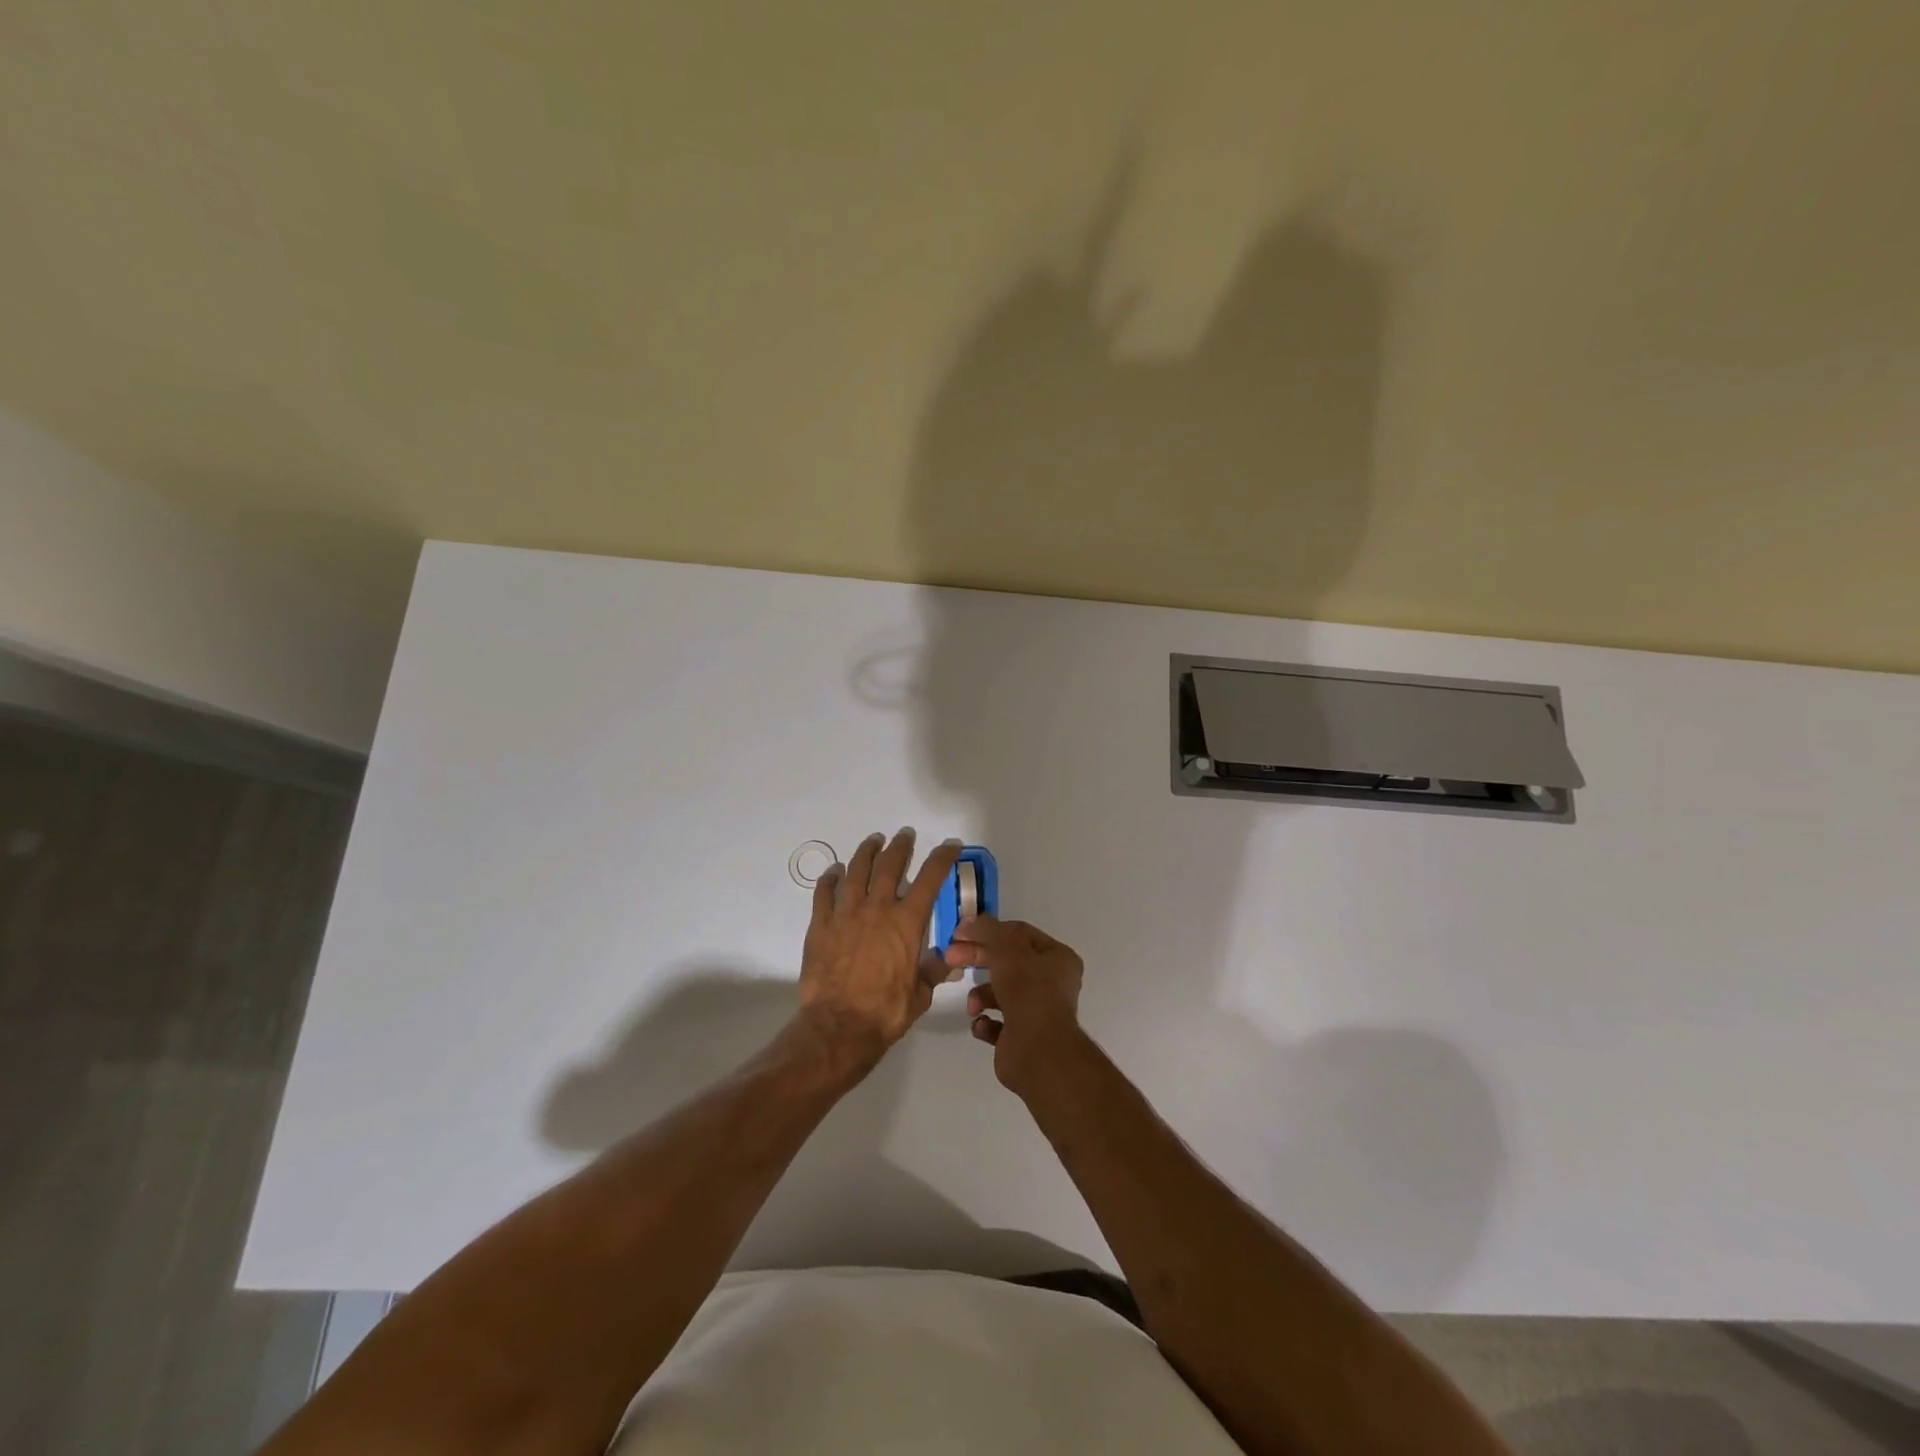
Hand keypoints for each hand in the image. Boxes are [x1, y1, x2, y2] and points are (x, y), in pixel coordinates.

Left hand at [797, 829, 959, 1072]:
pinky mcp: (821, 925)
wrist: (839, 1026)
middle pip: (890, 865)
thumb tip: (948, 960)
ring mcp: (846, 914)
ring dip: (867, 852)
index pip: (930, 879)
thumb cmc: (886, 1011)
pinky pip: (824, 892)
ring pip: (857, 870)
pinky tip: (835, 871)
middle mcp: (877, 909)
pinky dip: (831, 878)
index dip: (942, 857)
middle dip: (900, 846)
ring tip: (873, 841)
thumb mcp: (920, 994)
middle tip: (905, 835)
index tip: (950, 844)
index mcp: (907, 922)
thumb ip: (933, 971)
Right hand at [945, 916, 1084, 1096]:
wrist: (1037, 1053)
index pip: (1019, 934)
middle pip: (1006, 961)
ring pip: (999, 992)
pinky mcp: (1020, 1037)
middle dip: (977, 958)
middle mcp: (1050, 983)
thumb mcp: (1006, 949)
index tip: (959, 933)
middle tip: (950, 957)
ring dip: (980, 995)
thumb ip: (987, 930)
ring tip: (973, 1006)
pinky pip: (995, 1023)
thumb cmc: (1028, 992)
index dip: (988, 930)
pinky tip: (982, 1024)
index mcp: (1057, 958)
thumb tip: (969, 921)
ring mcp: (1036, 1011)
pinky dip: (985, 1022)